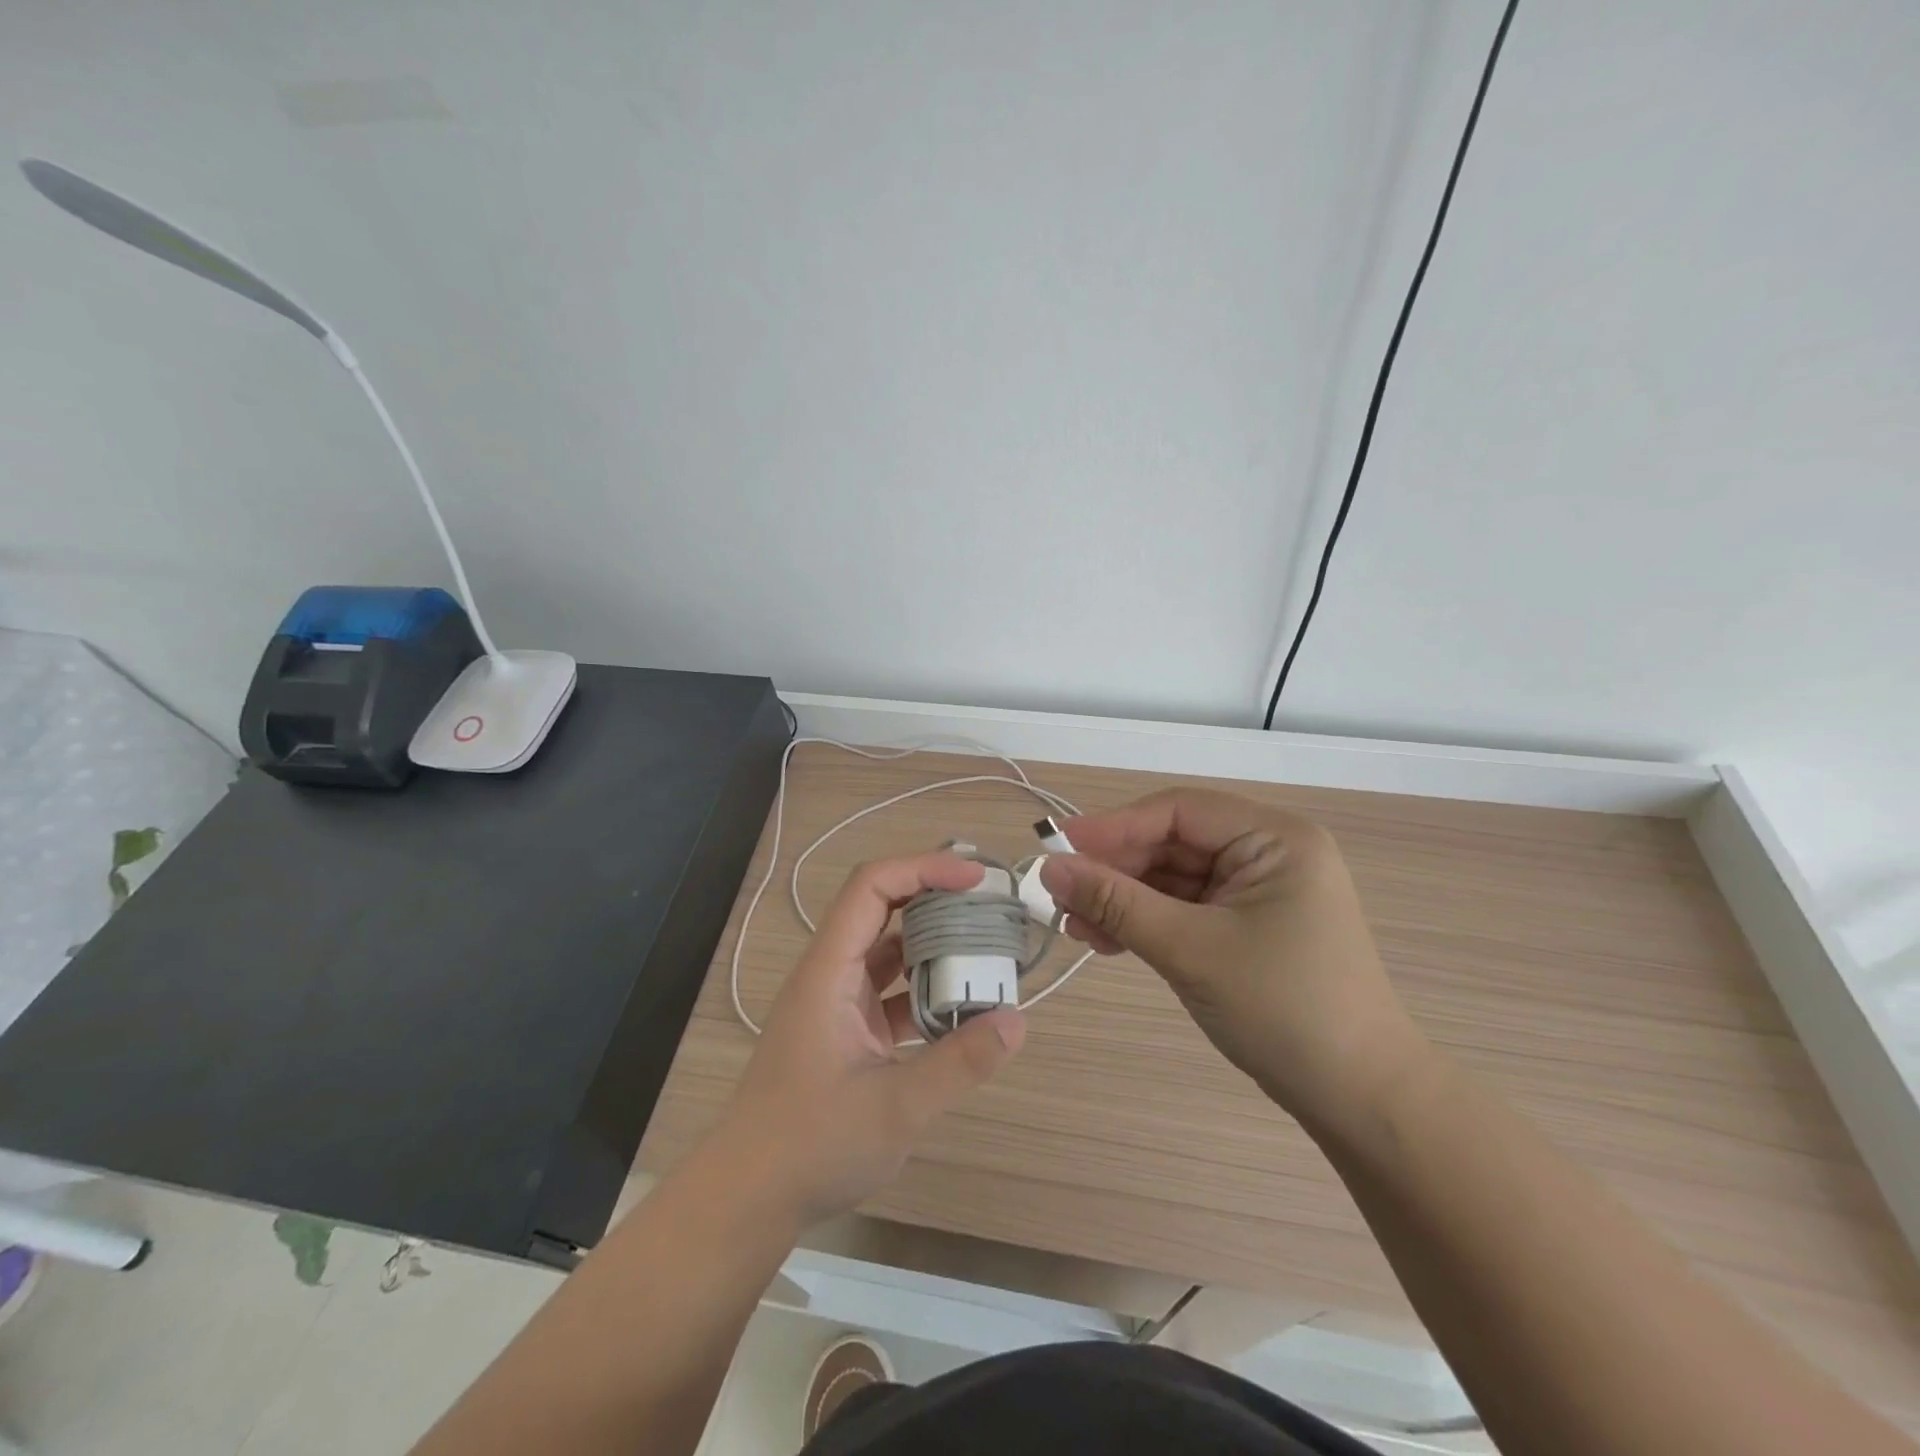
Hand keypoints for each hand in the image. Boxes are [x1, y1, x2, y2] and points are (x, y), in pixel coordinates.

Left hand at [715, 852, 1025, 1227]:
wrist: (748, 1196)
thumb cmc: (810, 1145)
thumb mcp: (895, 1108)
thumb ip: (958, 1063)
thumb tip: (1017, 1021)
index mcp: (829, 971)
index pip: (872, 887)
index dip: (923, 869)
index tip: (974, 879)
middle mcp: (831, 973)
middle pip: (882, 908)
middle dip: (936, 898)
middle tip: (990, 905)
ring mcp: (837, 1001)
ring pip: (889, 950)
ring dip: (934, 945)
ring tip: (986, 947)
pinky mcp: (846, 1029)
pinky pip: (891, 989)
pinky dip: (926, 988)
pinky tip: (962, 1006)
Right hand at [1039, 788, 1423, 1129]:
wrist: (1359, 1099)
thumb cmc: (1284, 1010)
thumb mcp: (1190, 949)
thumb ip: (1116, 903)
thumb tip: (1049, 869)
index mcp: (1274, 838)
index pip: (1178, 811)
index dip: (1114, 827)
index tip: (1057, 849)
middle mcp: (1268, 852)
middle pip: (1172, 843)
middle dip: (1115, 870)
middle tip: (1059, 896)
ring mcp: (1257, 890)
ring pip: (1172, 878)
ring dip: (1123, 899)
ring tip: (1073, 925)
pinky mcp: (1246, 925)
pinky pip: (1183, 908)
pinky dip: (1145, 921)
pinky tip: (1105, 938)